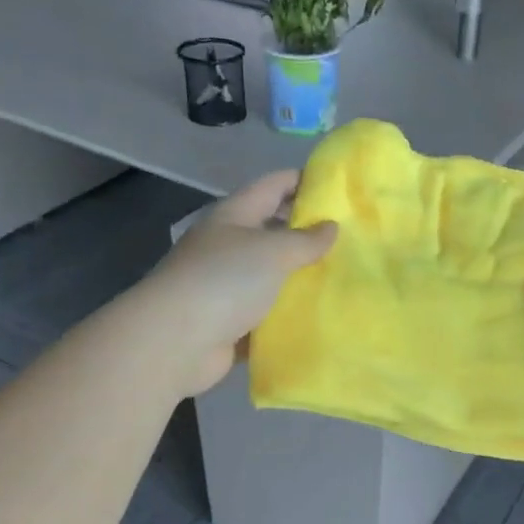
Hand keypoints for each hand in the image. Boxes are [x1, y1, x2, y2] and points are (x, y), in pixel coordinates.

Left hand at [139, 170, 335, 396]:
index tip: (339, 187)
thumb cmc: (225, 280)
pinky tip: (319, 314)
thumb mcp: (273, 251)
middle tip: (348, 236)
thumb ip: (305, 240)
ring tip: (342, 275)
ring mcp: (225, 285)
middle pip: (271, 229)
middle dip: (306, 231)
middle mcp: (227, 245)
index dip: (304, 181)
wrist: (175, 342)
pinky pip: (266, 311)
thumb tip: (331, 227)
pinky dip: (287, 312)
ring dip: (300, 275)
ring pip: (270, 274)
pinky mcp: (229, 321)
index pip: (273, 186)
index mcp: (234, 216)